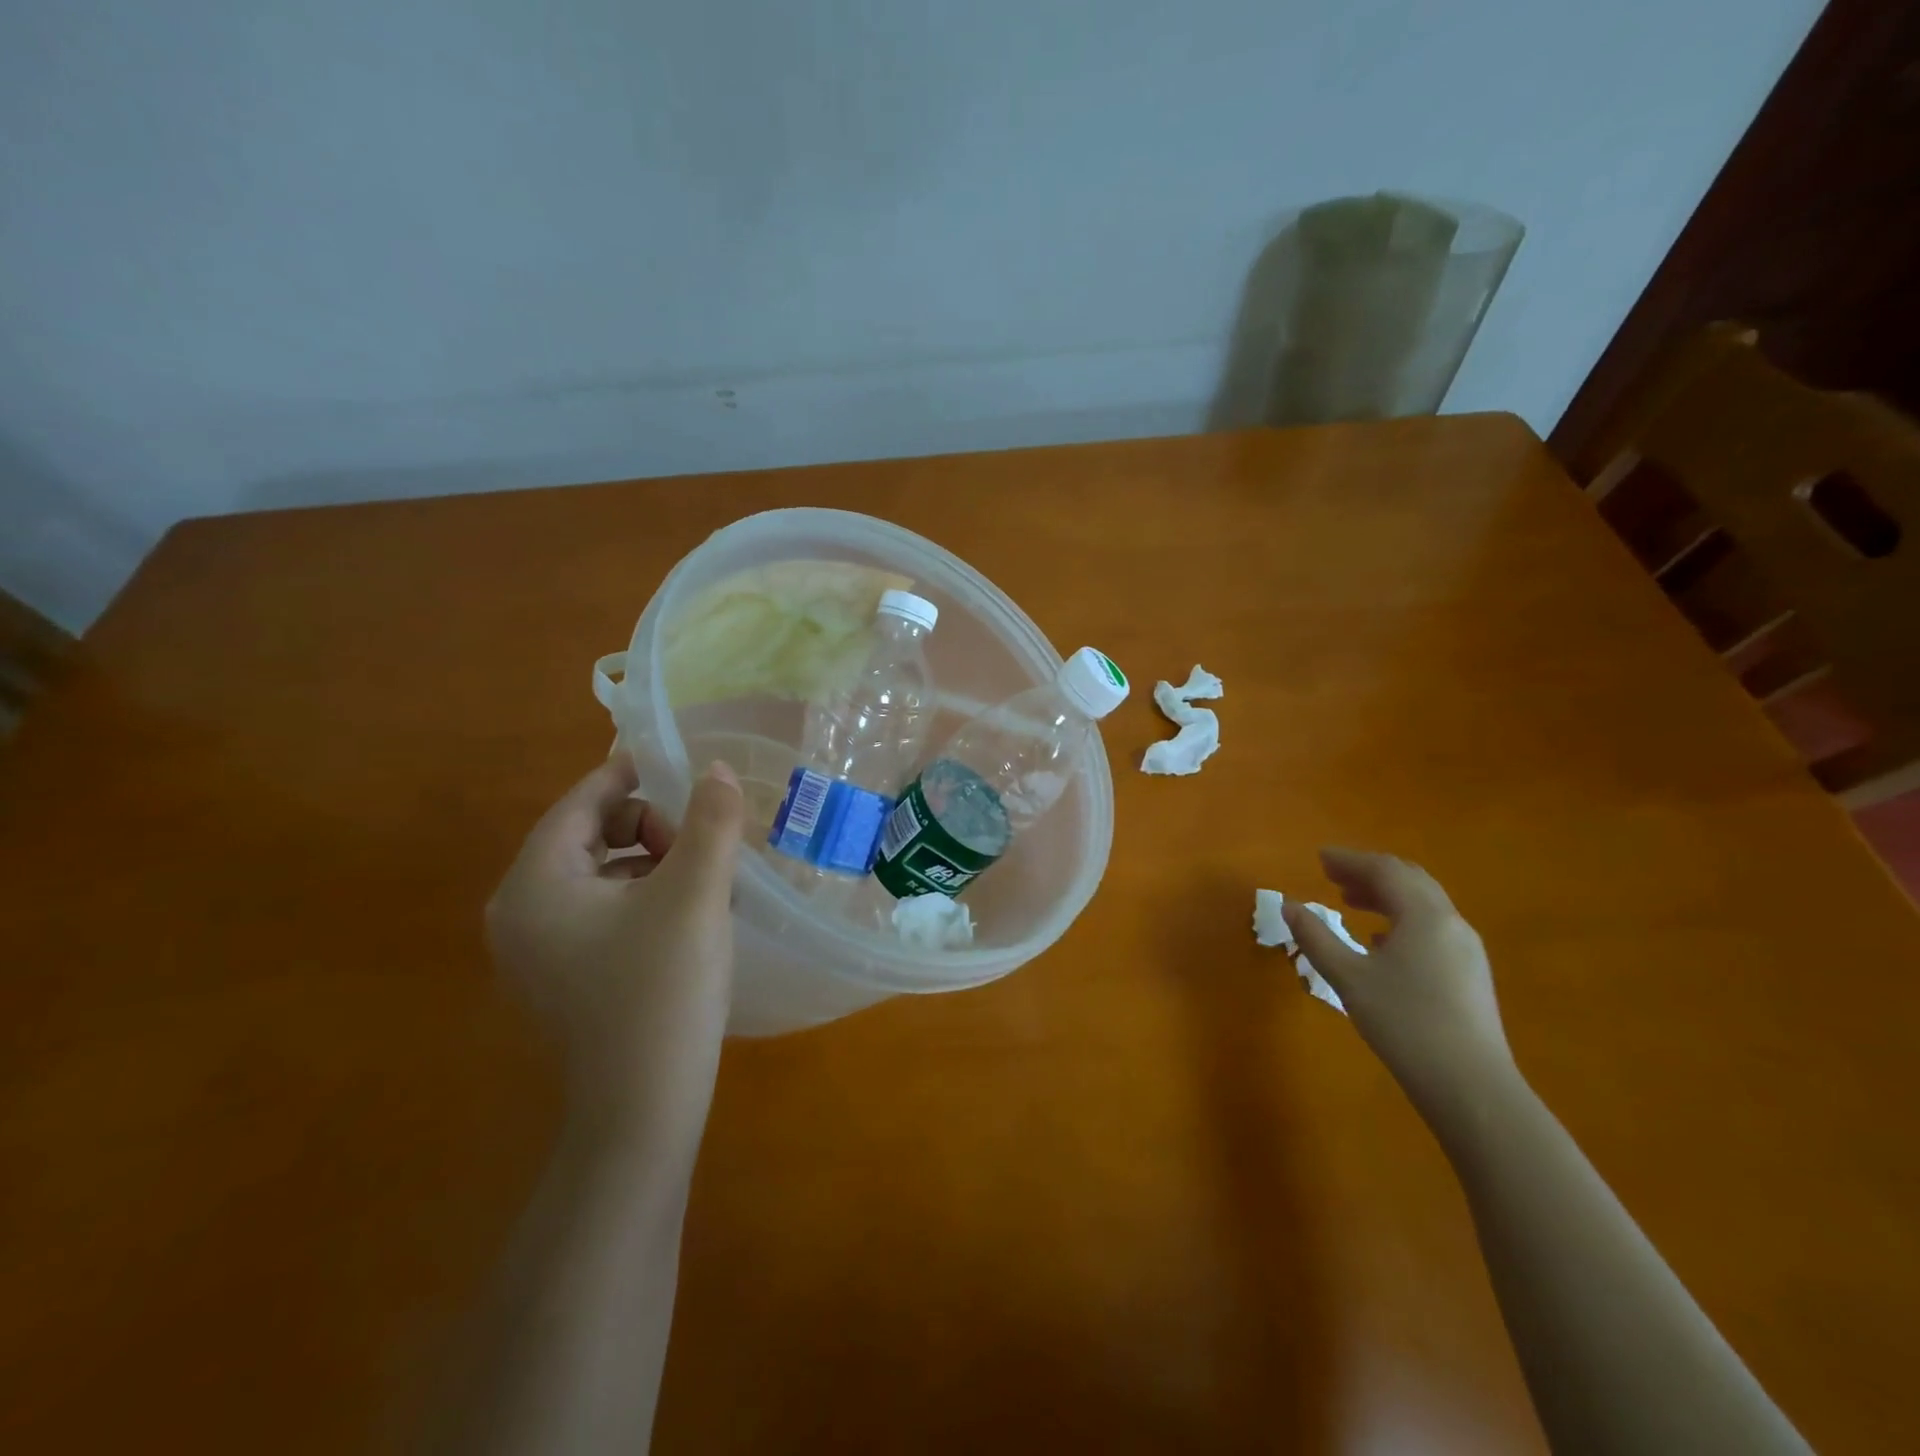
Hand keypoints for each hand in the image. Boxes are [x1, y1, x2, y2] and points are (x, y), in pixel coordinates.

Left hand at [487, 756, 744, 1146]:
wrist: (644, 1110)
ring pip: (600, 873)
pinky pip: (603, 910)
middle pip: (588, 835)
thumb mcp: (695, 894)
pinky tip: (688, 919)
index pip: (580, 803)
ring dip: (653, 862)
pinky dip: (644, 897)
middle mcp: (521, 912)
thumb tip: (715, 770)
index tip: (677, 764)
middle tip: (700, 850)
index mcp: (535, 884)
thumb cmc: (663, 990)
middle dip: (649, 827)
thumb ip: (710, 822)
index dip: (629, 775)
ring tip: (705, 883)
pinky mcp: (563, 977)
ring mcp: (539, 950)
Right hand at [1282, 848, 1515, 1114]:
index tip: (1319, 858)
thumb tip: (1288, 905)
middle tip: (1333, 875)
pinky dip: (1401, 919)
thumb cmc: (1405, 1023)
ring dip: (1386, 896)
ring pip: (1423, 905)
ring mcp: (1465, 949)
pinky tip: (1380, 942)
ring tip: (1351, 902)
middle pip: (1409, 880)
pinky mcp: (1469, 974)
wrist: (1472, 1087)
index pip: (1385, 870)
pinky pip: (1432, 928)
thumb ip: (1316, 937)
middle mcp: (1451, 923)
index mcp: (1424, 915)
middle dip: (1369, 873)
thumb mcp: (1349, 978)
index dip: (1350, 860)